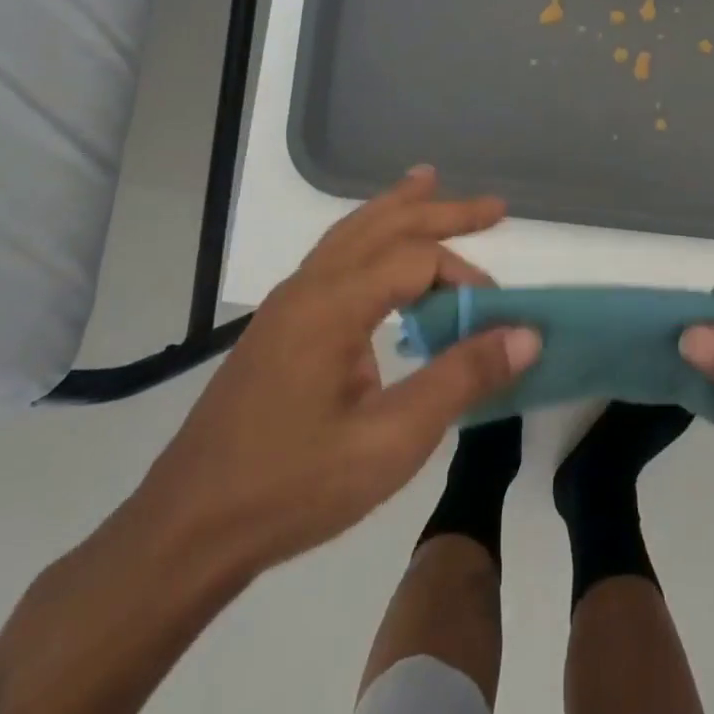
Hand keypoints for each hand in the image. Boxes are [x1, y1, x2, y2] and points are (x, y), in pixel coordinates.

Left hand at [132, 167, 539, 576]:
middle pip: (383, 225)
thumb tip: (526, 334)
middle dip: (441, 211)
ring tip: (428, 182)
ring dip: (398, 209)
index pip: (417, 260)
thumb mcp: (391, 441)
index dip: (466, 278)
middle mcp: (309, 287)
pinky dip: (369, 236)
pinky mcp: (279, 326)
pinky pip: (334, 257)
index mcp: (333, 304)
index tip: (498, 316)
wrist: (186, 531)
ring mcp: (288, 304)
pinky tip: (379, 252)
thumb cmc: (293, 486)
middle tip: (495, 206)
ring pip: (351, 233)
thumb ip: (461, 379)